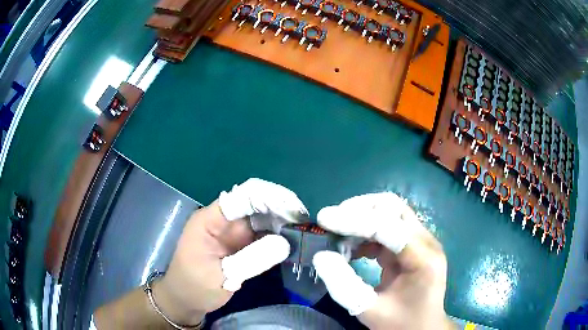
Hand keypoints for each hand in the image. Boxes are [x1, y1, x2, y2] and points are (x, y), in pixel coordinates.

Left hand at [153, 178, 306, 324]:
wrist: (185, 301)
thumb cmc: (194, 287)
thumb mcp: (220, 276)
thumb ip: (251, 259)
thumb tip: (285, 243)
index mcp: (211, 219)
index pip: (242, 196)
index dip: (269, 197)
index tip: (294, 210)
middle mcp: (224, 221)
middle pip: (255, 203)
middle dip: (280, 208)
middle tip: (304, 221)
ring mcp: (233, 233)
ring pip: (262, 218)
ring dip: (282, 221)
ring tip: (303, 230)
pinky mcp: (240, 245)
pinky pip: (262, 235)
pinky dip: (278, 236)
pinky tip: (292, 240)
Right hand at [312, 192, 453, 329]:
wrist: (424, 327)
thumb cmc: (402, 323)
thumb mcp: (370, 310)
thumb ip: (343, 285)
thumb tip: (321, 256)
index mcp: (423, 258)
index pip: (388, 226)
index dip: (353, 220)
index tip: (323, 218)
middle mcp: (426, 241)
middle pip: (392, 208)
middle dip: (358, 210)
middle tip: (330, 222)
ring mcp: (420, 241)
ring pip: (389, 212)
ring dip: (361, 218)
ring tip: (336, 235)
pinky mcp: (411, 245)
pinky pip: (387, 227)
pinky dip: (365, 232)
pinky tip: (350, 248)